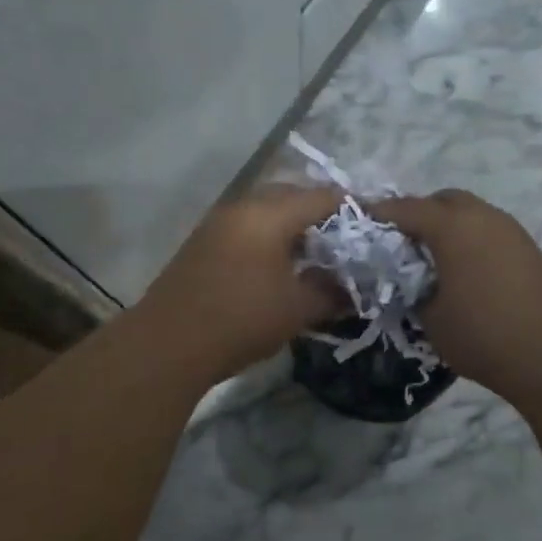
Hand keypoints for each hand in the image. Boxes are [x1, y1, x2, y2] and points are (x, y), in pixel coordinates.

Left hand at [137, 184, 346, 384]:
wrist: (166, 345)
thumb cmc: (239, 320)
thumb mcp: (297, 309)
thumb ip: (332, 292)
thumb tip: (354, 288)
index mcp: (269, 213)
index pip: (322, 197)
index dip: (353, 209)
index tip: (375, 227)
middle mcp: (242, 206)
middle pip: (293, 195)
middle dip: (323, 213)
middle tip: (347, 240)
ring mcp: (219, 222)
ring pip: (267, 209)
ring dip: (294, 225)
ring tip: (317, 254)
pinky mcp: (204, 242)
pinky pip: (249, 225)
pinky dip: (271, 236)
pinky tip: (281, 265)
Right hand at [373, 190, 541, 405]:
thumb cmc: (484, 336)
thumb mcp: (431, 319)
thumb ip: (412, 291)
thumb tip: (411, 282)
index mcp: (452, 225)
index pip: (404, 208)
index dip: (379, 214)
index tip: (360, 222)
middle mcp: (482, 216)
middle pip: (442, 201)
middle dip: (418, 214)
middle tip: (401, 244)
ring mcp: (510, 229)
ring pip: (470, 213)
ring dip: (448, 227)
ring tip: (433, 260)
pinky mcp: (529, 248)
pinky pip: (489, 231)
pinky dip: (471, 240)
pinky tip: (466, 272)